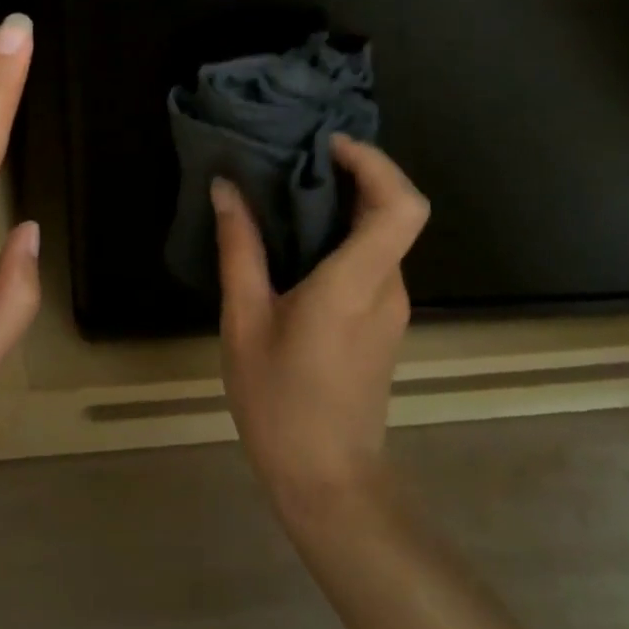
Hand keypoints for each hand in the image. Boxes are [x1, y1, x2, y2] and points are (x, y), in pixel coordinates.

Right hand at [214, 136, 430, 515]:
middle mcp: (387, 287)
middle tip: (294, 160)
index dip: (376, 163)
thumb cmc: (280, 403)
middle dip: (353, 173)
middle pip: (393, 211)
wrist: (328, 482)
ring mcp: (391, 306)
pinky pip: (371, 259)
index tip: (328, 146)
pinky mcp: (383, 321)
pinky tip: (297, 244)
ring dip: (345, 205)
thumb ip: (240, 250)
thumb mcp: (244, 322)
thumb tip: (226, 189)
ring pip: (381, 235)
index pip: (402, 205)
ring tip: (285, 194)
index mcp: (356, 283)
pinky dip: (343, 235)